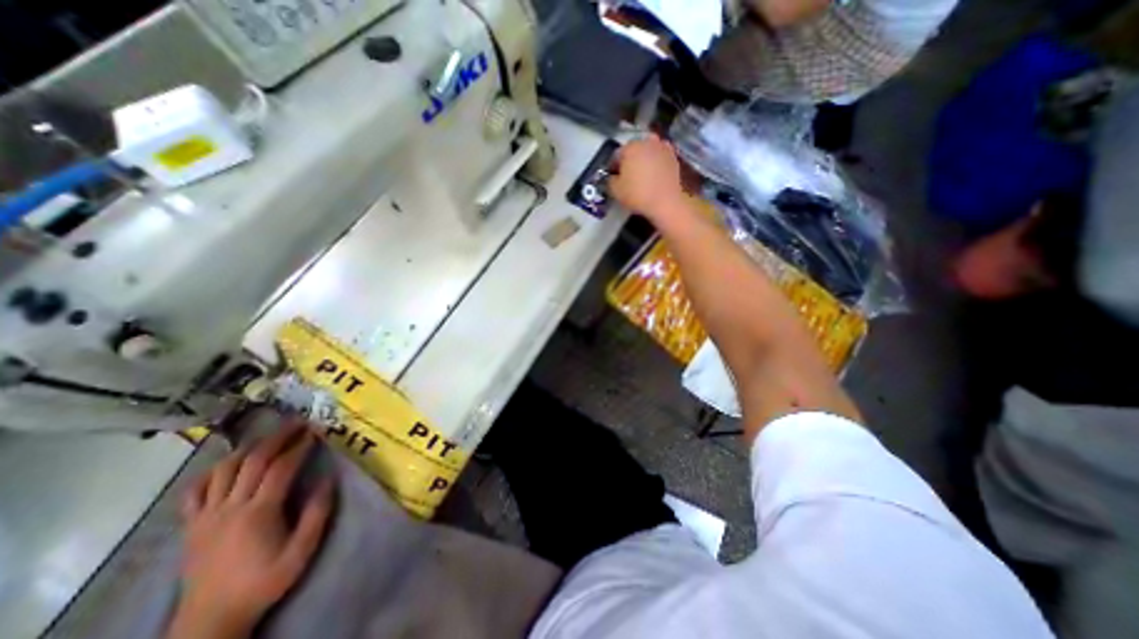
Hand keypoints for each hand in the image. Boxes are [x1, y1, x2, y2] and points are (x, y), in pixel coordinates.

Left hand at [167, 424, 335, 638]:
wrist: (211, 619)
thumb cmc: (264, 581)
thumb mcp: (302, 550)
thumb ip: (317, 512)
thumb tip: (328, 478)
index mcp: (258, 512)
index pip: (281, 468)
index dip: (300, 446)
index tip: (316, 431)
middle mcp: (229, 508)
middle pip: (253, 461)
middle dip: (278, 437)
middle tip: (298, 423)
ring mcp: (206, 516)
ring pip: (223, 470)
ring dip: (248, 448)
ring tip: (268, 438)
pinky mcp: (191, 526)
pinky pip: (194, 491)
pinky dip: (211, 472)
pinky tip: (226, 466)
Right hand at [610, 134, 679, 219]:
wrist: (665, 201)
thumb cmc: (637, 194)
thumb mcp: (615, 191)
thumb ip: (610, 180)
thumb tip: (612, 177)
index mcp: (630, 147)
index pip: (616, 155)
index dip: (613, 167)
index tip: (613, 177)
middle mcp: (646, 142)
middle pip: (633, 150)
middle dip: (629, 161)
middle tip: (627, 176)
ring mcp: (662, 147)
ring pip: (648, 152)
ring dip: (643, 160)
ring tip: (642, 175)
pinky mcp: (673, 157)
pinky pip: (659, 158)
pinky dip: (656, 163)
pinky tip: (654, 175)